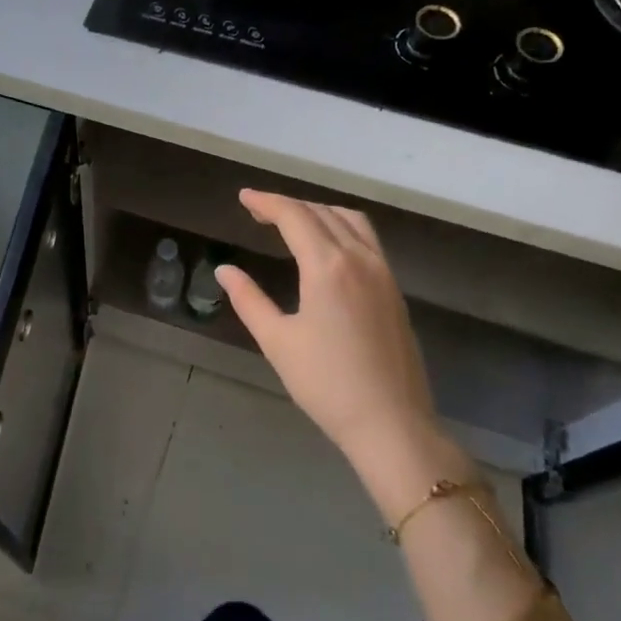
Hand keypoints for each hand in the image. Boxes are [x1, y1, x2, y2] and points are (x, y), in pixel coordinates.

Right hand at [216, 190, 474, 520]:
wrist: (390, 422)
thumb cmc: (326, 383)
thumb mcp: (277, 341)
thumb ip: (249, 299)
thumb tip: (225, 270)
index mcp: (328, 266)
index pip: (295, 217)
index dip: (267, 202)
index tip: (244, 198)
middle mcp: (360, 259)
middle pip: (323, 213)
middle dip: (290, 205)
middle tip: (259, 211)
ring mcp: (383, 273)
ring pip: (352, 222)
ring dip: (320, 212)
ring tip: (294, 222)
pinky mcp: (395, 291)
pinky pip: (368, 240)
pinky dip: (342, 228)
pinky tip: (328, 248)